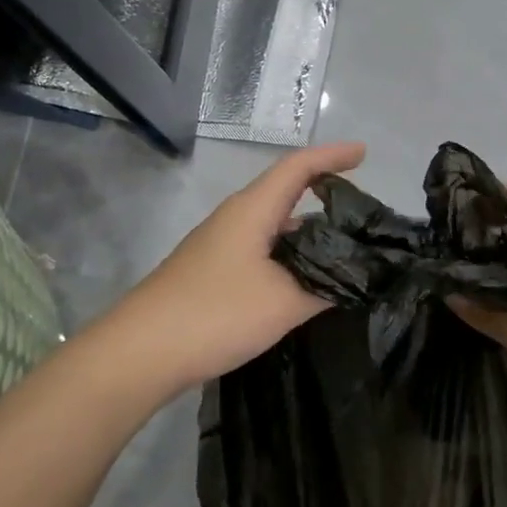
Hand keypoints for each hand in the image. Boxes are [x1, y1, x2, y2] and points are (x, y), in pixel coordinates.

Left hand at [90, 141, 366, 398]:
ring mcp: (220, 247)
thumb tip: (352, 279)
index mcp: (252, 210)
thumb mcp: (283, 302)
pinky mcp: (213, 274)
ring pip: (274, 228)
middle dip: (325, 196)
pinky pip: (261, 253)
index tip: (365, 154)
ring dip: (307, 234)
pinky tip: (305, 284)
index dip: (332, 156)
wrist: (141, 352)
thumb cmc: (215, 313)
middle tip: (363, 216)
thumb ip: (323, 287)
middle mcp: (235, 219)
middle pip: (286, 194)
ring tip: (345, 252)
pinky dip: (289, 258)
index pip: (298, 167)